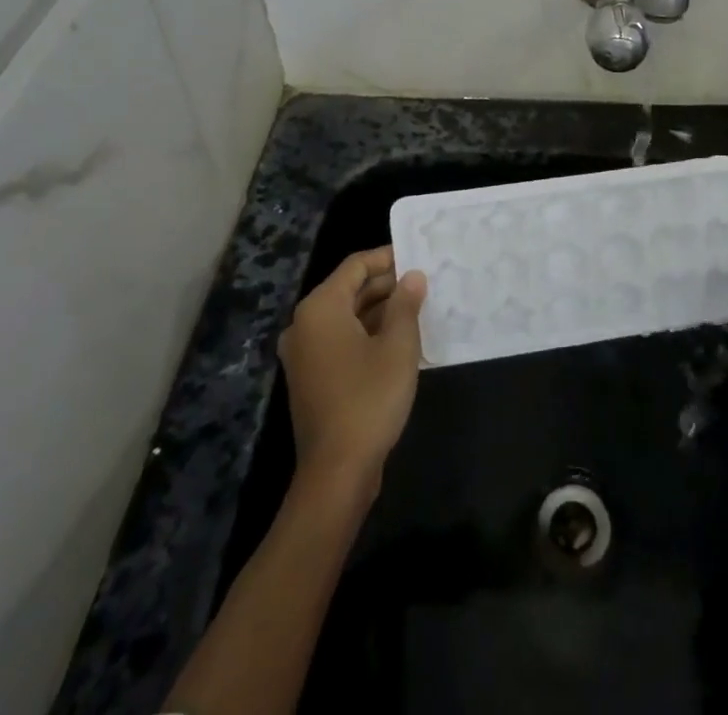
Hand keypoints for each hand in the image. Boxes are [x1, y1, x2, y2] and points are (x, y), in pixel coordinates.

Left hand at [279, 248, 426, 492]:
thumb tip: (413, 276)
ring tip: (417, 309)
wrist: (337, 471)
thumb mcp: (398, 346)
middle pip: (348, 290)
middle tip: (423, 283)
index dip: (387, 257)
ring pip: (346, 316)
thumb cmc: (369, 398)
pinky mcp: (310, 378)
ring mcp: (304, 354)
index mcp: (320, 308)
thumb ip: (406, 304)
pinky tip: (398, 340)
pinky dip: (366, 334)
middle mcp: (305, 325)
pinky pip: (340, 340)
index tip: (417, 256)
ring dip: (379, 311)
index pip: (355, 266)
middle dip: (386, 285)